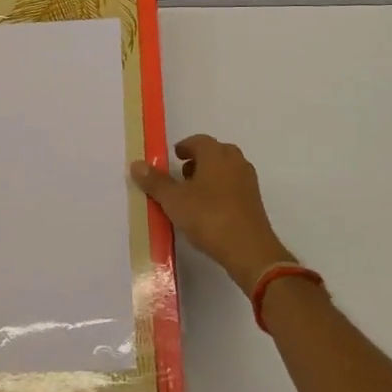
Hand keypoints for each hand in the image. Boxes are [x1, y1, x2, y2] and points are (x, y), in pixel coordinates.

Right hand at [131, 135, 293, 295]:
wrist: (250, 250)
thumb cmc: (209, 217)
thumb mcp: (174, 200)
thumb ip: (155, 182)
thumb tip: (137, 164)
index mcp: (216, 153)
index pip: (198, 141)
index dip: (184, 148)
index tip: (173, 158)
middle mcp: (235, 160)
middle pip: (213, 153)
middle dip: (197, 161)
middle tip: (181, 176)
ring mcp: (248, 181)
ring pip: (225, 170)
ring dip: (209, 177)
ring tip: (192, 196)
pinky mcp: (254, 201)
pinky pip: (233, 187)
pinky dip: (220, 191)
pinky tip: (209, 211)